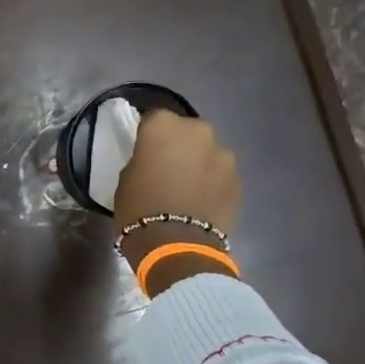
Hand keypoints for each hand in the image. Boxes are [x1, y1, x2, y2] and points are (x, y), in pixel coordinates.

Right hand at [113, 111, 241, 291]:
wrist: (176, 245)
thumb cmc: (139, 209)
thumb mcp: (126, 179)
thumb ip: (143, 160)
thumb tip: (154, 160)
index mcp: (163, 125)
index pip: (153, 119)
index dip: (148, 135)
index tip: (144, 152)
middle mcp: (198, 130)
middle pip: (186, 131)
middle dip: (178, 145)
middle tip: (167, 169)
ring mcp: (223, 153)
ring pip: (207, 151)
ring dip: (198, 163)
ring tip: (187, 189)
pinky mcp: (238, 178)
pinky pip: (220, 174)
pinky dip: (212, 182)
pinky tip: (201, 202)